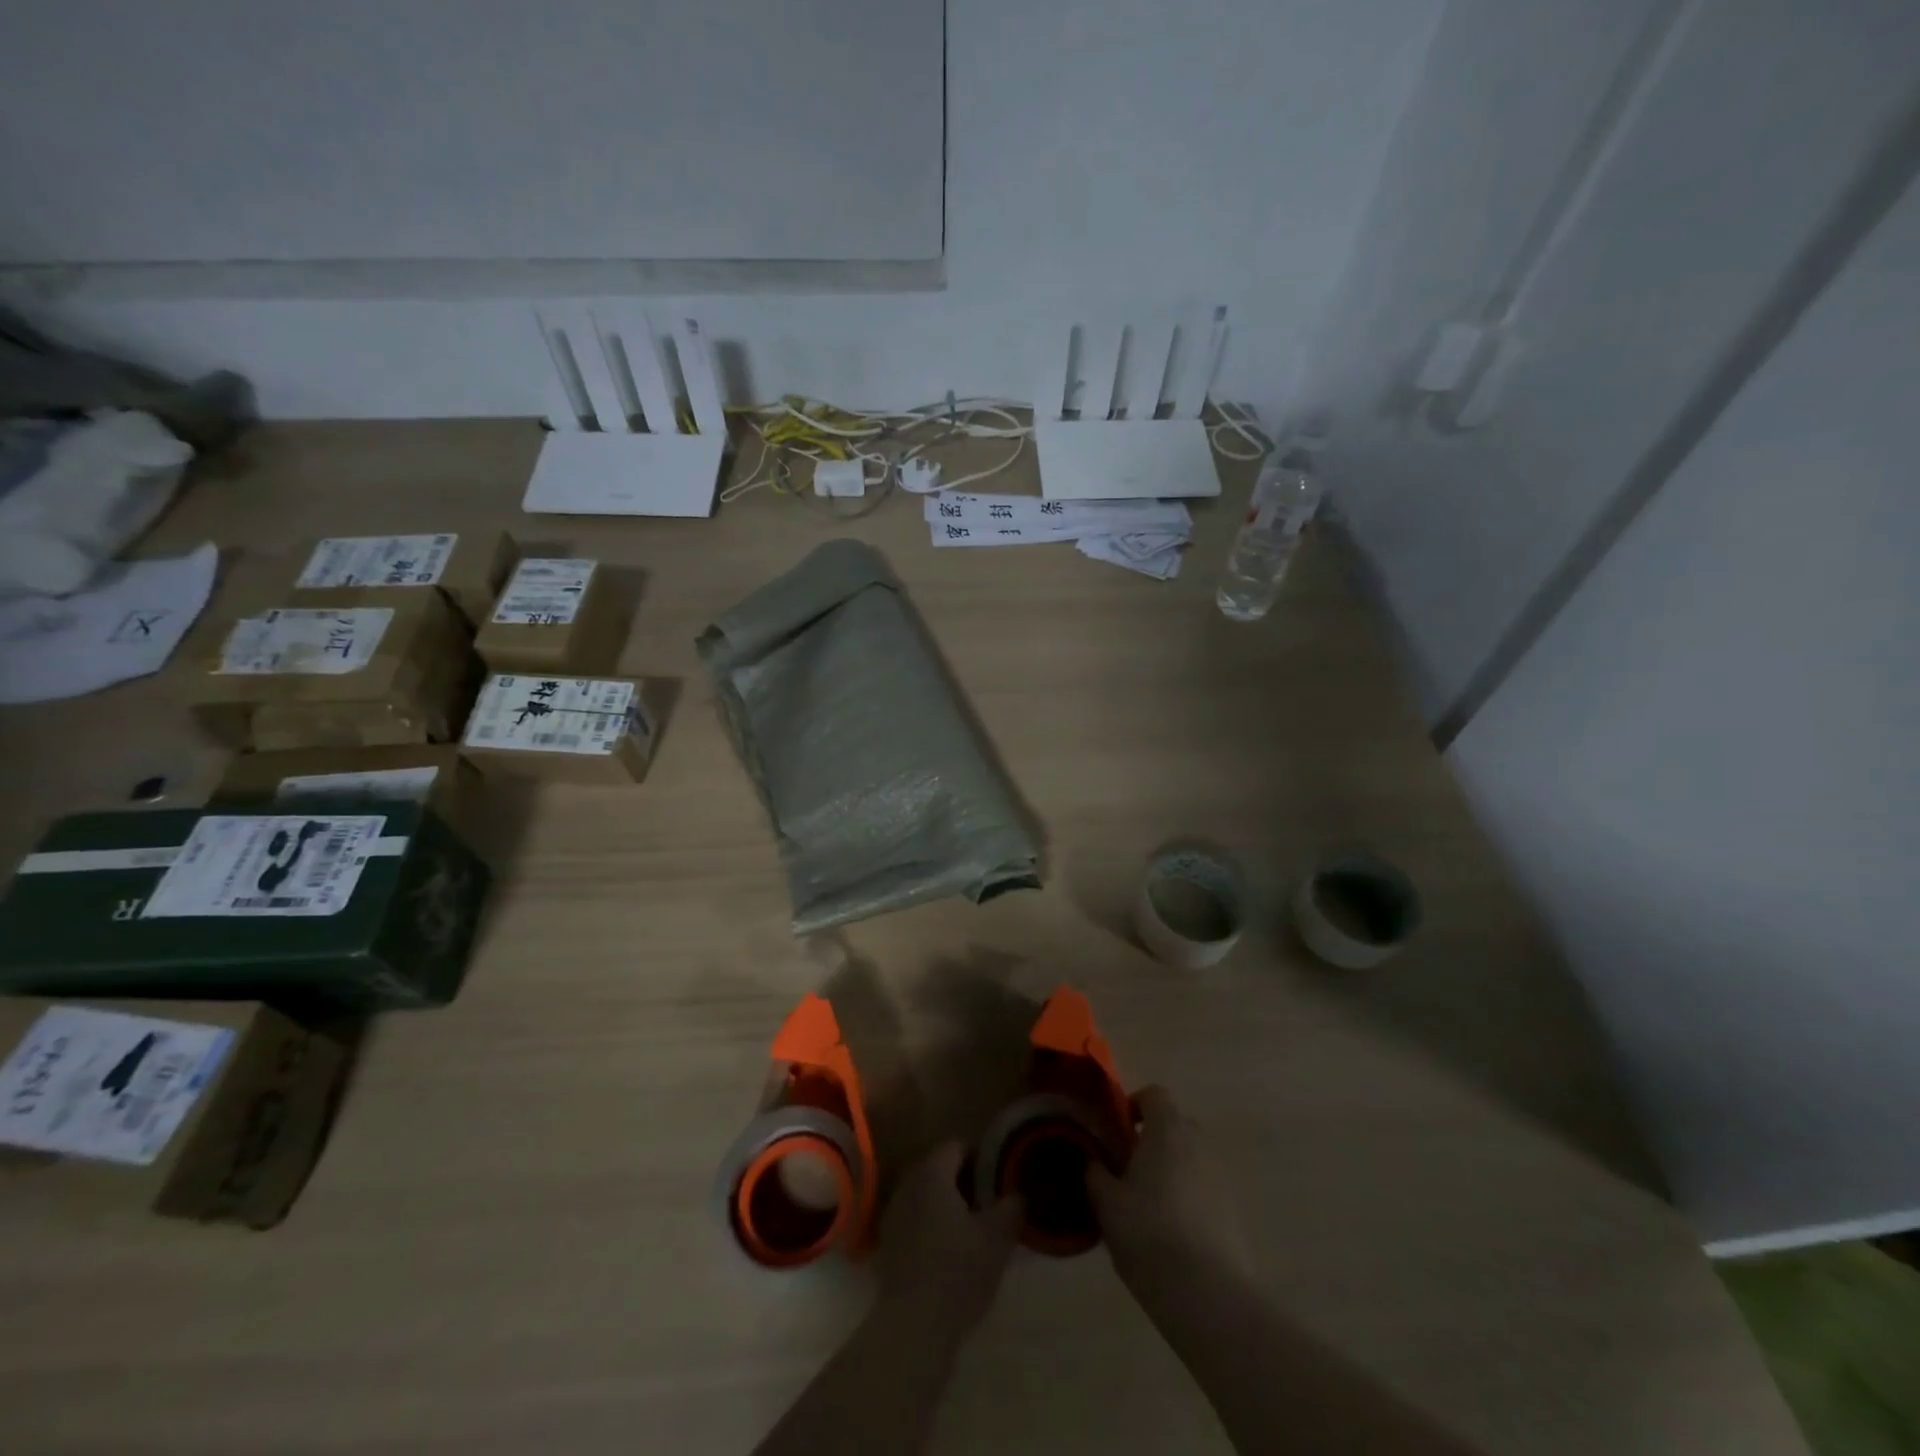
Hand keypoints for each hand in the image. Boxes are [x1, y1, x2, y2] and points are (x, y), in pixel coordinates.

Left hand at [877, 1142, 1022, 1336]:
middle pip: (938, 1169)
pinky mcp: (888, 1245)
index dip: (979, 1155)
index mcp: (932, 1173)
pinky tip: (949, 1250)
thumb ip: (1011, 1207)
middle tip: (990, 1200)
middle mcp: (908, 1185)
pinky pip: (914, 1220)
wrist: (913, 1326)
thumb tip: (1020, 1193)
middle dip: (963, 1180)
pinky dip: (931, 1226)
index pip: (956, 1146)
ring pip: (925, 1195)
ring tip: (973, 1227)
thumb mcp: (997, 1238)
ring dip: (947, 1204)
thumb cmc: (958, 1271)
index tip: (999, 1174)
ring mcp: (893, 1215)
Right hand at [1089, 1085, 1251, 1291]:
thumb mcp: (1106, 1202)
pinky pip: (1205, 1188)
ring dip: (1172, 1169)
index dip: (1134, 1105)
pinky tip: (1173, 1232)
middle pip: (1174, 1125)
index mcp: (1168, 1129)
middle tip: (1128, 1169)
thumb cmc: (1148, 1233)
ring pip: (1191, 1158)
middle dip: (1152, 1140)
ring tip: (1149, 1205)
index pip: (1154, 1094)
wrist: (1207, 1293)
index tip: (1117, 1131)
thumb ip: (1096, 1173)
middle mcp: (1199, 1142)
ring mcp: (1222, 1176)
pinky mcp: (1235, 1209)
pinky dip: (1190, 1197)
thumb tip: (1093, 1161)